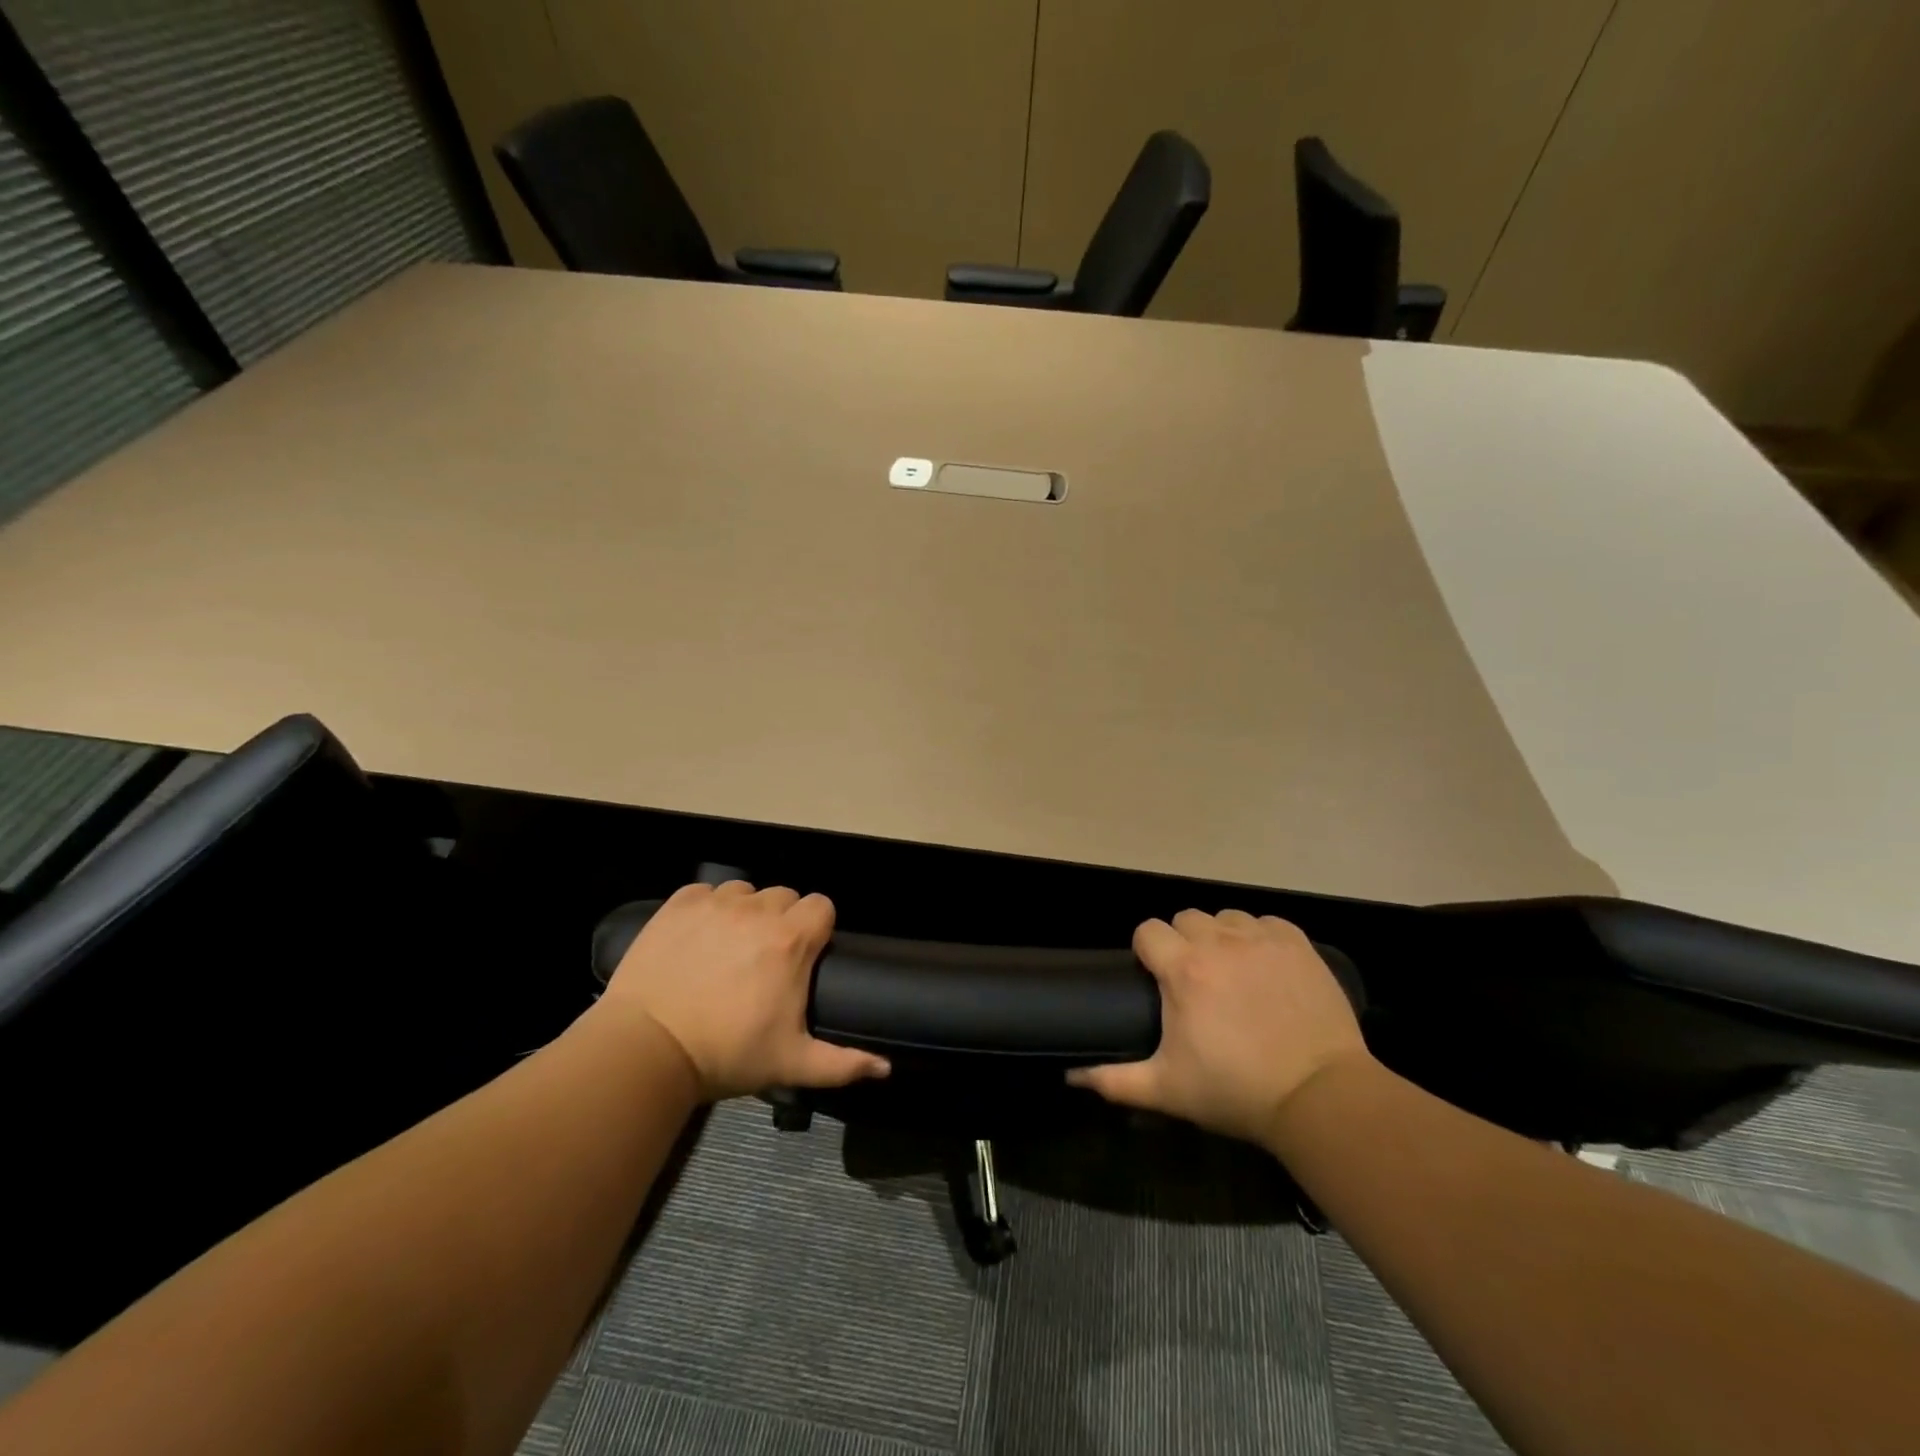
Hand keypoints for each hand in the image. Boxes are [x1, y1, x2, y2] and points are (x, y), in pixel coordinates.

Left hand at [600, 880, 889, 1100]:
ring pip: (746, 891)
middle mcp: (758, 910)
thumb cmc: (727, 1054)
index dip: (817, 927)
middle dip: (782, 920)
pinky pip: (705, 892)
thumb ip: (843, 1063)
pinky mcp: (679, 904)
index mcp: (791, 940)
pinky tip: (698, 937)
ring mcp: (716, 903)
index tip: (803, 956)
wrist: (647, 1049)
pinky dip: (707, 907)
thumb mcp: (791, 1063)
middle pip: (785, 896)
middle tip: (765, 959)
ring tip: (729, 948)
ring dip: (745, 912)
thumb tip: (886, 1068)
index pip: (821, 906)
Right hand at [1067, 909, 1369, 1144]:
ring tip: (1231, 971)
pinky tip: (1265, 965)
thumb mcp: (1168, 1090)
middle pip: (1186, 918)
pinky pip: (1266, 922)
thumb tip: (1070, 1077)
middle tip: (1194, 980)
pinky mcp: (1297, 945)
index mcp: (1183, 969)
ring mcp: (1261, 939)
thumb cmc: (1236, 1091)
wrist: (1319, 1097)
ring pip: (1226, 917)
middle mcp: (1219, 942)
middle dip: (1183, 942)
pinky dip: (1260, 937)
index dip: (1147, 951)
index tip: (1156, 977)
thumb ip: (1114, 1080)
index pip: (1147, 930)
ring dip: (1221, 937)